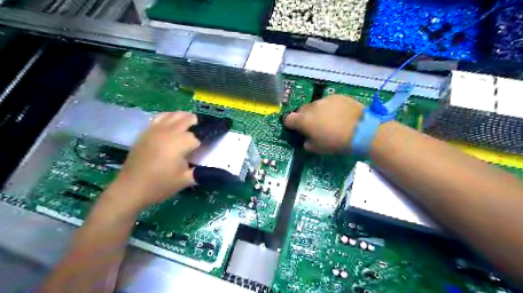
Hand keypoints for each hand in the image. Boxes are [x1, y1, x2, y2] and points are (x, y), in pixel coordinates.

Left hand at [105, 111, 199, 210]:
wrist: (130, 188)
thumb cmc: (160, 185)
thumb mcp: (185, 180)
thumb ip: (202, 173)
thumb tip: (216, 171)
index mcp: (180, 143)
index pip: (197, 136)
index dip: (202, 142)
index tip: (202, 150)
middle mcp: (169, 132)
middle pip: (187, 118)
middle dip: (196, 124)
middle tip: (200, 134)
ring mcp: (155, 130)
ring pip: (173, 114)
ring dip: (183, 117)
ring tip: (188, 126)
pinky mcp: (146, 132)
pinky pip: (160, 117)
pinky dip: (169, 117)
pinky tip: (171, 125)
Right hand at [283, 95, 364, 155]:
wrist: (361, 130)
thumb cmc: (336, 142)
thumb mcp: (317, 149)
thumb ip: (306, 143)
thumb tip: (307, 138)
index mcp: (303, 120)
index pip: (288, 119)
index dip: (290, 125)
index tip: (296, 129)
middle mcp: (311, 107)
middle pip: (301, 111)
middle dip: (304, 118)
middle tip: (313, 126)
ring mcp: (324, 100)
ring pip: (315, 105)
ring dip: (317, 112)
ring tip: (328, 120)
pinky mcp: (337, 96)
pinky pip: (328, 102)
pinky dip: (329, 107)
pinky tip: (339, 114)